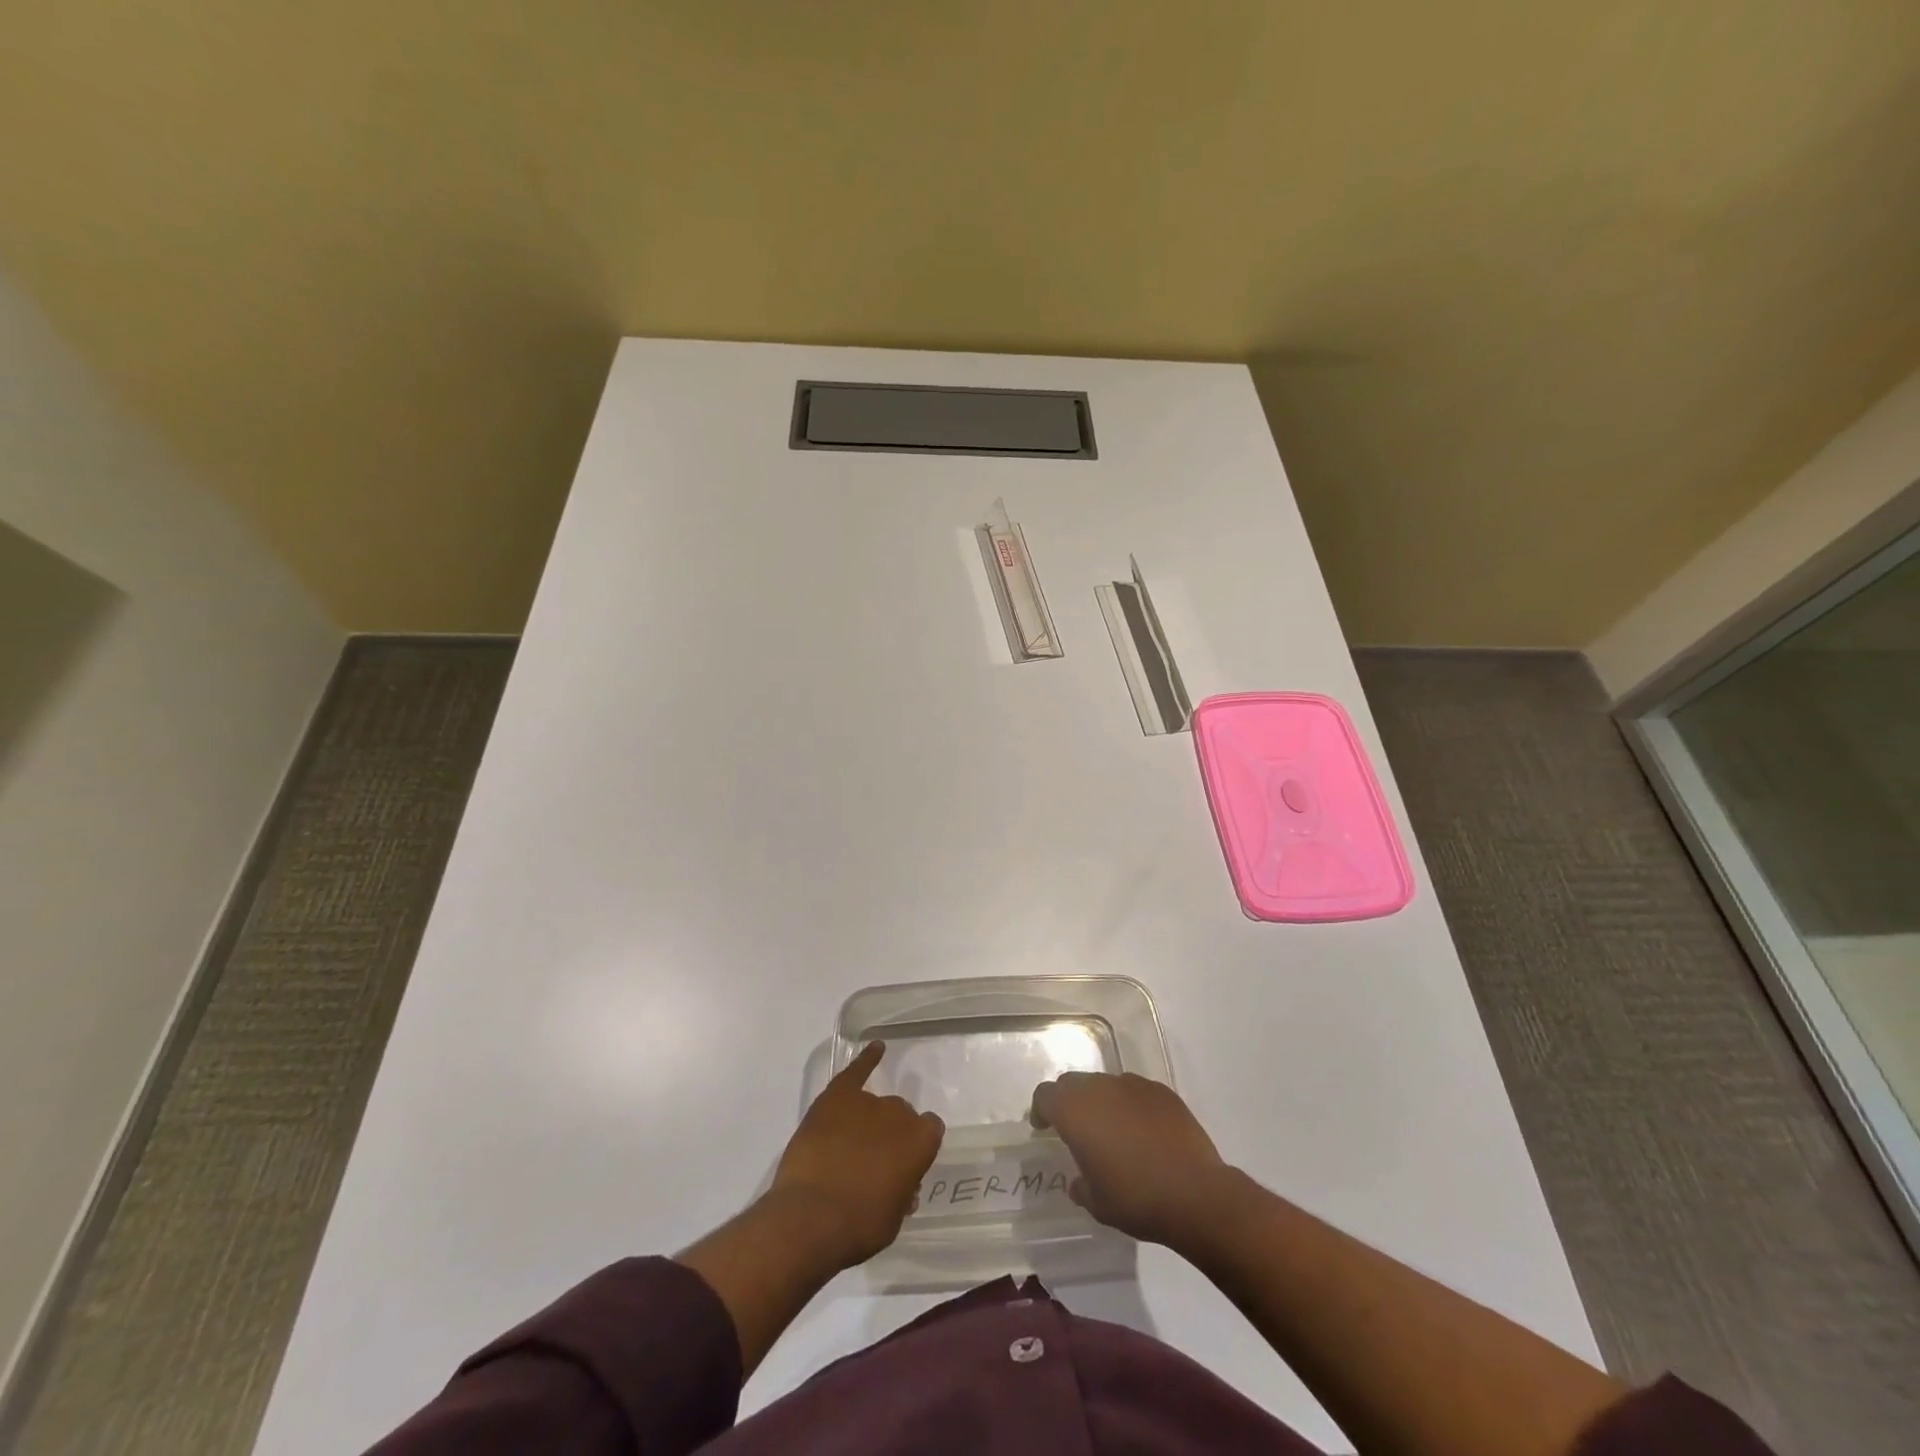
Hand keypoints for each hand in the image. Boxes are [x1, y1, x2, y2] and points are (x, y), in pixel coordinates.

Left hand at [770, 1042, 944, 1267]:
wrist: (812, 1217)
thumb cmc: (859, 1226)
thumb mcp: (893, 1219)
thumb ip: (902, 1192)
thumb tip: (901, 1185)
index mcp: (921, 1141)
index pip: (929, 1131)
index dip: (916, 1146)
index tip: (904, 1163)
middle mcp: (899, 1113)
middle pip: (900, 1116)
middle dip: (891, 1135)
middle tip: (872, 1162)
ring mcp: (867, 1101)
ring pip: (875, 1103)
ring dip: (869, 1120)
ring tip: (850, 1145)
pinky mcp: (836, 1096)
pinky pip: (856, 1070)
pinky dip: (867, 1058)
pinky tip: (876, 1047)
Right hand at [1030, 1071, 1231, 1248]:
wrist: (1195, 1193)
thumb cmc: (1136, 1199)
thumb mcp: (1098, 1204)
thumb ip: (1081, 1186)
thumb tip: (1079, 1181)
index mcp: (1075, 1111)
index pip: (1045, 1095)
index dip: (1041, 1109)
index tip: (1044, 1128)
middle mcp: (1100, 1088)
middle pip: (1073, 1083)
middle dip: (1069, 1102)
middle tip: (1076, 1129)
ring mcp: (1133, 1085)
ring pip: (1105, 1084)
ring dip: (1101, 1102)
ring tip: (1113, 1132)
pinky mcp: (1161, 1091)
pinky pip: (1135, 1092)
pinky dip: (1130, 1105)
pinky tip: (1144, 1132)